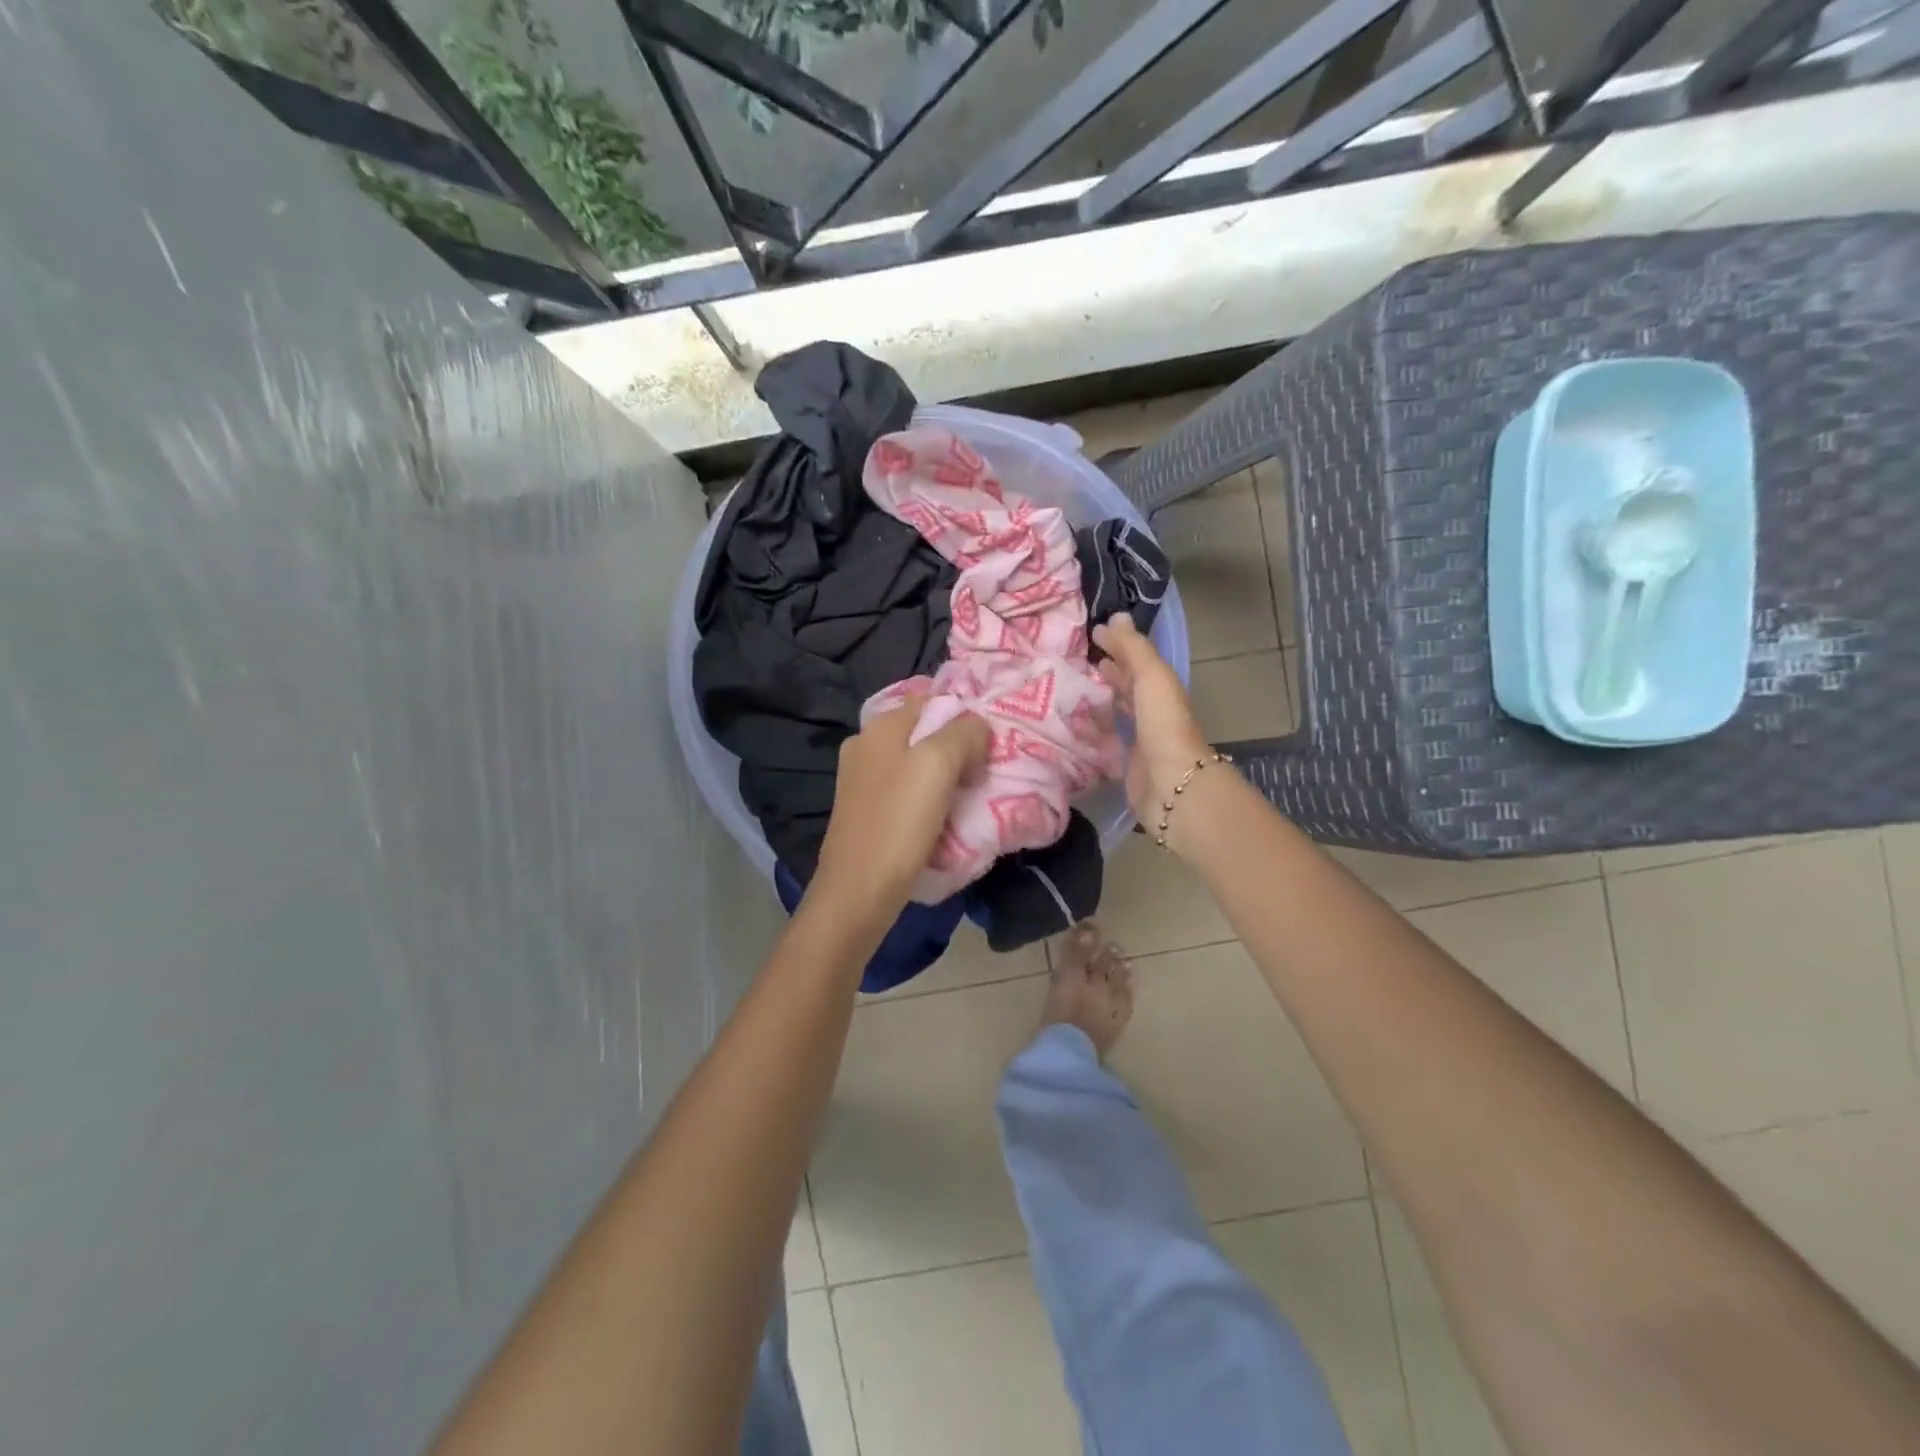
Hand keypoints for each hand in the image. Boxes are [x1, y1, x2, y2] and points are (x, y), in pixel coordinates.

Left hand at [810, 694, 988, 923]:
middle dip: (957, 747)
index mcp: (880, 727)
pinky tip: (946, 817)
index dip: (963, 714)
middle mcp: (866, 746)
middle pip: (924, 732)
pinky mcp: (867, 811)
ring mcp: (863, 780)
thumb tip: (978, 726)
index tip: (989, 741)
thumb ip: (963, 733)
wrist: (858, 891)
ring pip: (917, 764)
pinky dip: (930, 798)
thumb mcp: (937, 765)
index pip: (930, 699)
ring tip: (971, 795)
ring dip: (946, 776)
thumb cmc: (898, 823)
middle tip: (985, 770)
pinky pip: (908, 791)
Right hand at [1092, 613, 1213, 835]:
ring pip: (1115, 715)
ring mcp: (1139, 742)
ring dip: (1096, 703)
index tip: (1091, 634)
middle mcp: (1152, 714)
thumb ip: (1133, 648)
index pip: (1138, 662)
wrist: (1172, 786)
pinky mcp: (1124, 768)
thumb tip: (1115, 617)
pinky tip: (1070, 729)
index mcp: (1162, 690)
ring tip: (1066, 692)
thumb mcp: (1151, 676)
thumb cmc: (1163, 725)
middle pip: (1128, 688)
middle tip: (1076, 661)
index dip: (1119, 646)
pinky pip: (1105, 744)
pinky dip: (1090, 734)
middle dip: (1107, 674)